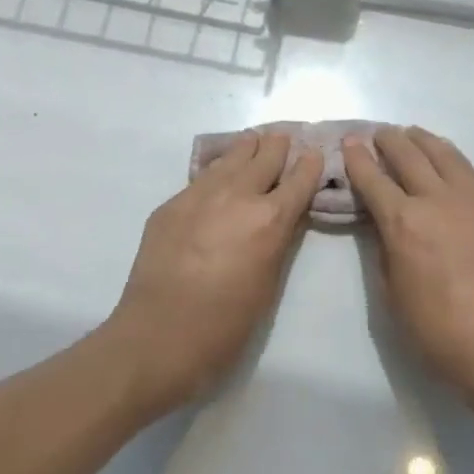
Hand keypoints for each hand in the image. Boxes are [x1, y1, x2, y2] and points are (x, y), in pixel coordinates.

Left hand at [105, 132, 322, 411]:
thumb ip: (279, 242)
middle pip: (264, 158)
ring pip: (229, 159)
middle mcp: (237, 197)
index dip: (310, 165)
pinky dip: (217, 169)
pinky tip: (219, 170)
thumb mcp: (268, 284)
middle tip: (285, 136)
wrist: (158, 337)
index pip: (298, 180)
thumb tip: (284, 218)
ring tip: (255, 140)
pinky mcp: (171, 205)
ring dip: (247, 149)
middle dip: (278, 147)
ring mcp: (199, 196)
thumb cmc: (226, 325)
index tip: (316, 153)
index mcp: (269, 220)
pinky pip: (201, 177)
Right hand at [342, 127, 473, 400]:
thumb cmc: (433, 328)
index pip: (373, 179)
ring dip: (423, 141)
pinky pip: (470, 174)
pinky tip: (447, 163)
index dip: (357, 159)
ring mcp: (473, 201)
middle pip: (409, 156)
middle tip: (379, 134)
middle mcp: (437, 200)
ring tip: (412, 134)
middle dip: (389, 141)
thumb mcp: (391, 289)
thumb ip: (384, 247)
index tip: (350, 143)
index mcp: (403, 222)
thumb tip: (382, 222)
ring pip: (445, 155)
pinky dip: (451, 160)